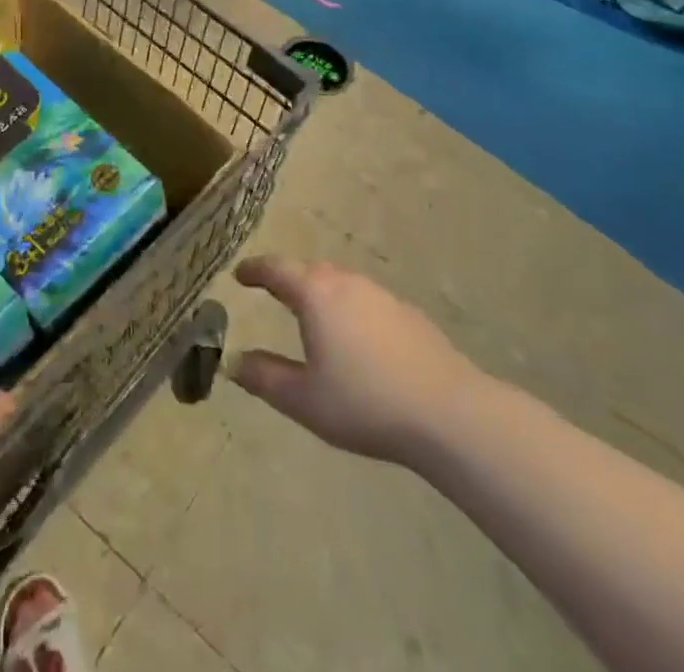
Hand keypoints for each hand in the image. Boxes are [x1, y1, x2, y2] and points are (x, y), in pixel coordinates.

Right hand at [229, 256, 479, 464]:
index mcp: (315, 295)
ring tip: (313, 315)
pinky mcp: (409, 315)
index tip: (239, 275)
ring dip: (321, 292)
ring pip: (341, 283)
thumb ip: (265, 377)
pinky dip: (350, 309)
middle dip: (288, 278)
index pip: (276, 269)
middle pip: (310, 270)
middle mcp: (347, 283)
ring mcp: (381, 296)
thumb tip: (234, 361)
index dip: (254, 270)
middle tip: (273, 291)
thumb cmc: (366, 403)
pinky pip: (367, 301)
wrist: (449, 413)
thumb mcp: (304, 400)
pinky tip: (357, 339)